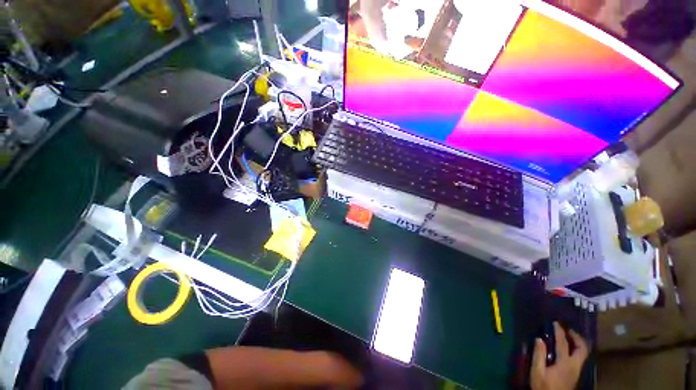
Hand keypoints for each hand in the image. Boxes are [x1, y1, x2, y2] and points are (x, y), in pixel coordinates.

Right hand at [531, 322, 588, 389]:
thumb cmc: (543, 387)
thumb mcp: (537, 372)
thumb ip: (539, 355)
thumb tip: (539, 339)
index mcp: (565, 364)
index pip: (564, 344)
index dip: (560, 332)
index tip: (556, 323)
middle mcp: (575, 366)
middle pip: (582, 349)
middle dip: (576, 337)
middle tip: (567, 329)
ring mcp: (576, 371)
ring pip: (583, 354)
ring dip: (577, 343)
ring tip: (569, 337)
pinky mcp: (575, 374)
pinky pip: (580, 358)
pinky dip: (576, 349)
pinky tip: (568, 349)